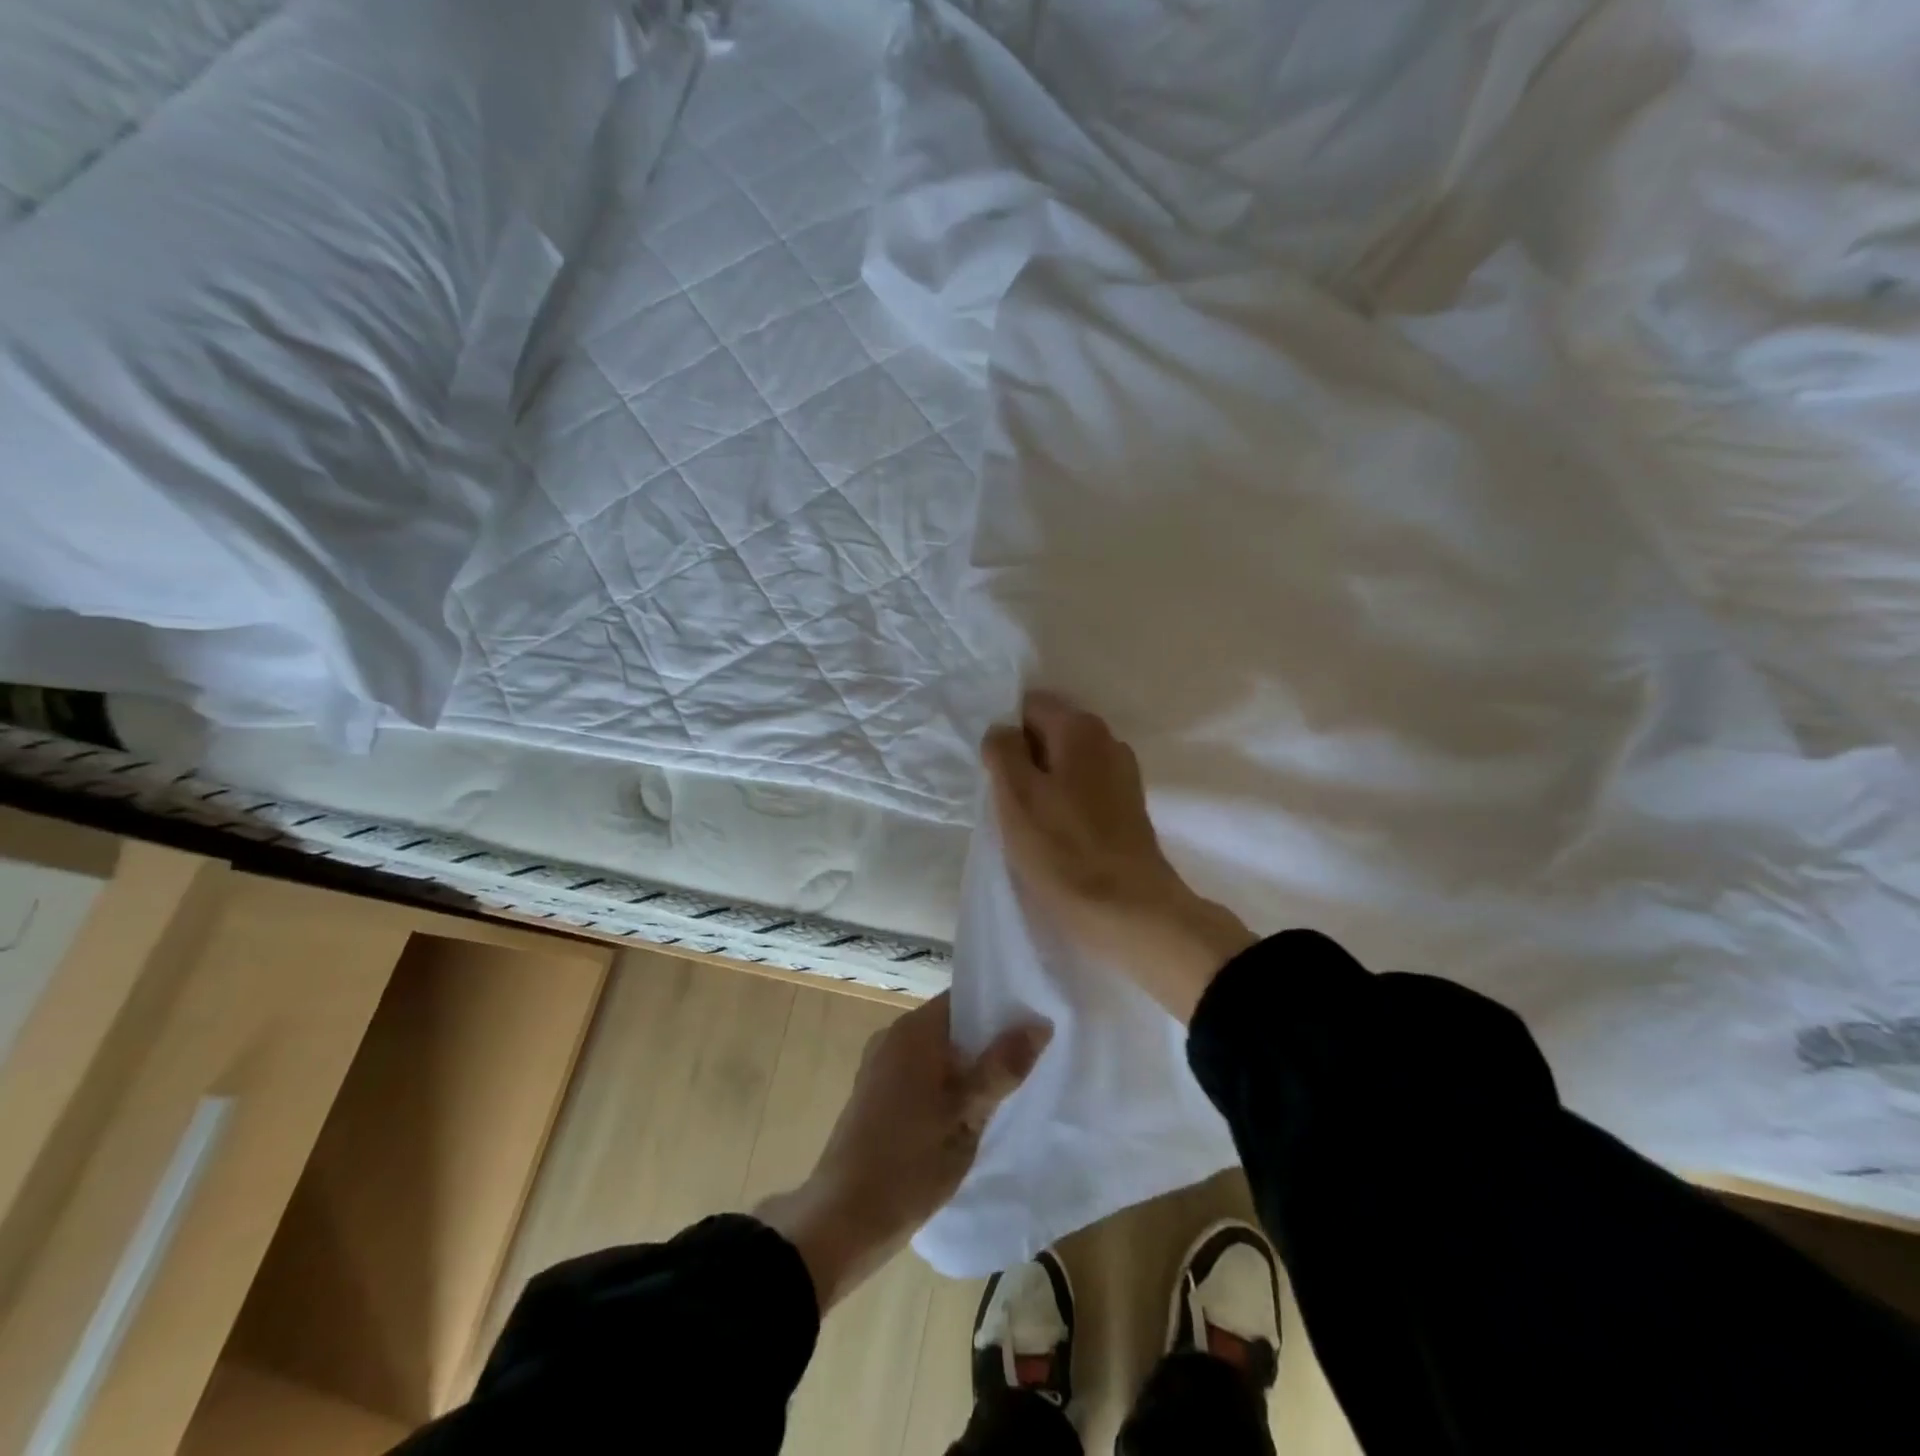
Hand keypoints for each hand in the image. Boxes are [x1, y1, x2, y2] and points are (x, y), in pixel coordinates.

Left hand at [755, 993, 1048, 1309]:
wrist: (844, 1218)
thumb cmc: (909, 1161)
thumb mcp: (967, 1115)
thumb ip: (1002, 1067)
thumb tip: (1039, 1023)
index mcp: (914, 1030)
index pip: (964, 998)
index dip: (1000, 1007)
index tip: (1033, 1023)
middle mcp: (894, 1036)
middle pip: (952, 1024)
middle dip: (988, 1041)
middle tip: (1030, 1061)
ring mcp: (881, 1065)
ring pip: (937, 1052)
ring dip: (968, 1066)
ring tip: (1008, 1088)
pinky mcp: (876, 1094)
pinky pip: (921, 1073)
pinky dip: (946, 1084)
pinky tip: (971, 1112)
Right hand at [984, 690, 1256, 1020]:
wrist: (1129, 911)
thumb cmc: (1063, 850)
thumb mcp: (1016, 796)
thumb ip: (1003, 750)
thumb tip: (1003, 731)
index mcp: (1080, 728)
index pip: (1030, 706)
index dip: (1006, 734)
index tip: (994, 771)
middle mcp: (1108, 741)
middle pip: (1049, 733)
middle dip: (1023, 760)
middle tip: (1005, 800)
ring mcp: (1122, 775)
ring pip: (1065, 765)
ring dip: (1042, 785)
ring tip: (1027, 823)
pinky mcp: (1127, 808)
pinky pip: (1082, 790)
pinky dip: (1063, 804)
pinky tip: (1053, 835)